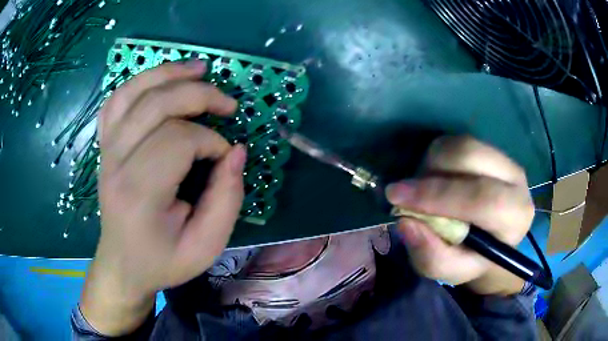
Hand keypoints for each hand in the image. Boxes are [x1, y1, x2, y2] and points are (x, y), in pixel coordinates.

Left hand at [81, 60, 245, 334]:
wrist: (123, 265)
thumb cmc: (163, 260)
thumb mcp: (206, 246)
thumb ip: (226, 200)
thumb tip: (235, 152)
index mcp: (139, 193)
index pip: (178, 140)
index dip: (210, 142)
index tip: (225, 159)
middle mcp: (116, 163)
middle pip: (156, 106)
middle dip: (199, 95)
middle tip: (228, 104)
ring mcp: (106, 151)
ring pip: (133, 93)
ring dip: (169, 73)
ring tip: (199, 68)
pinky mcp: (104, 147)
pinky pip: (116, 101)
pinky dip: (139, 83)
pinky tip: (159, 80)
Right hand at [386, 136, 533, 295]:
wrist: (491, 240)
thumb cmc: (472, 258)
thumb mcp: (450, 271)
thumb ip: (432, 256)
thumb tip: (406, 222)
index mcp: (514, 217)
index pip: (482, 197)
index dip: (438, 195)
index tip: (397, 197)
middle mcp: (517, 180)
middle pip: (471, 156)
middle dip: (432, 172)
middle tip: (406, 192)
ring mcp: (505, 160)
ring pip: (462, 144)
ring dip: (433, 163)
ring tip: (424, 188)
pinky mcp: (492, 150)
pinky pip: (458, 141)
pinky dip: (438, 156)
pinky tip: (436, 178)